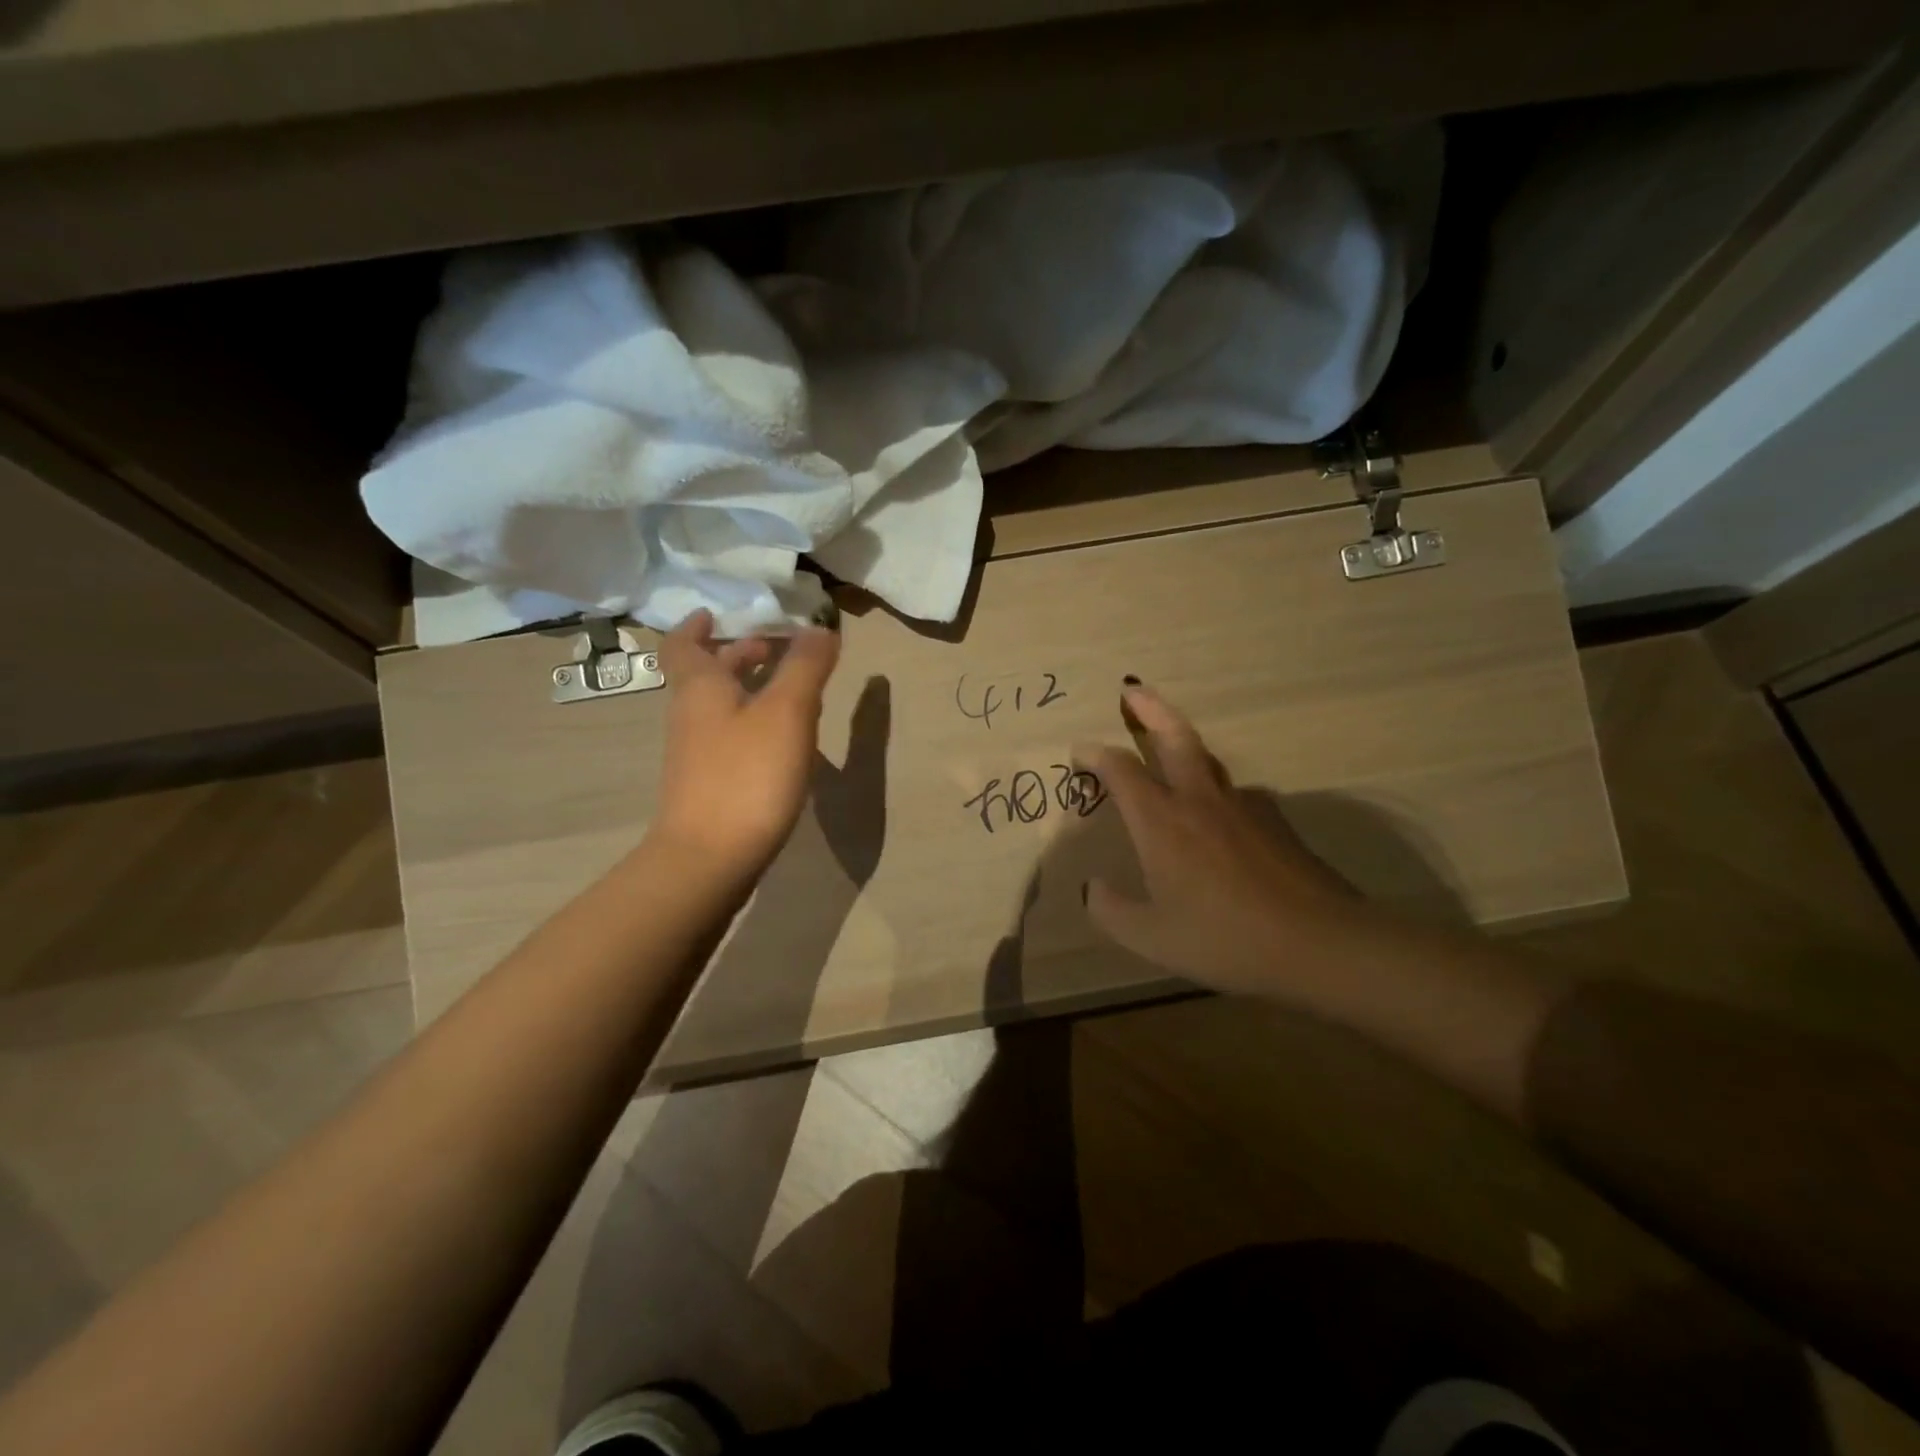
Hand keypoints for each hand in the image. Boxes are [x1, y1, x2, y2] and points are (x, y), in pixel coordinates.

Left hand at [649, 609, 841, 879]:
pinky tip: (784, 739)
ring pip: (719, 706)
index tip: (717, 612)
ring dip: (748, 688)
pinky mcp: (709, 785)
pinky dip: (752, 722)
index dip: (698, 624)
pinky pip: (729, 737)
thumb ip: (805, 667)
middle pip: (706, 674)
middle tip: (774, 646)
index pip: (683, 644)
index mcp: (700, 688)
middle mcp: (691, 715)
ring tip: (791, 688)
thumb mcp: (787, 712)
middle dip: (737, 654)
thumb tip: (819, 628)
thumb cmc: (747, 775)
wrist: (710, 858)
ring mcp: (697, 754)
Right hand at [1077, 684, 1365, 997]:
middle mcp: (1200, 800)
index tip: (1080, 749)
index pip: (1121, 770)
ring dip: (1183, 745)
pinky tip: (1219, 816)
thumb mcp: (1151, 937)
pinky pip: (1236, 793)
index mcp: (1162, 821)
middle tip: (1132, 690)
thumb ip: (1112, 911)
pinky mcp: (1276, 821)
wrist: (1318, 942)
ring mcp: (1243, 806)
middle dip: (1150, 708)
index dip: (1096, 754)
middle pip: (1174, 736)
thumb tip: (1093, 889)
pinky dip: (1216, 790)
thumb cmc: (1224, 938)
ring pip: (1208, 760)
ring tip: (1171, 750)